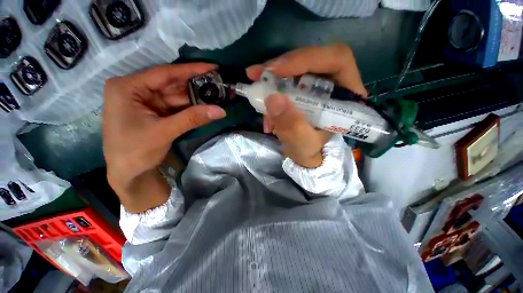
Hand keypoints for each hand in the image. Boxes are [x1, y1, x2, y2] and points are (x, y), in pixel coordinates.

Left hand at [102, 63, 225, 212]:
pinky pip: (175, 106)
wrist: (128, 174)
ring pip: (175, 95)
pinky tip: (204, 105)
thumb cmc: (135, 151)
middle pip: (171, 84)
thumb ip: (193, 118)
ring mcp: (144, 101)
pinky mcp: (153, 111)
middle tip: (218, 83)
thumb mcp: (165, 131)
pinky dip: (190, 107)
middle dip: (195, 85)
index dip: (191, 70)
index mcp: (127, 87)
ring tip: (216, 94)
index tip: (212, 67)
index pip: (164, 73)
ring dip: (195, 97)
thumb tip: (221, 111)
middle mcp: (135, 89)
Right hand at [246, 43, 366, 167]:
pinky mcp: (302, 87)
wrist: (303, 153)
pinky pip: (286, 78)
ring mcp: (317, 83)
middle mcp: (335, 84)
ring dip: (273, 76)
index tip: (276, 70)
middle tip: (256, 74)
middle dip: (283, 65)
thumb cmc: (309, 151)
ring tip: (256, 86)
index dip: (306, 59)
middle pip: (312, 59)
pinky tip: (262, 102)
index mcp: (347, 96)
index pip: (336, 60)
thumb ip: (292, 127)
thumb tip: (272, 98)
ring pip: (296, 67)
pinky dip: (271, 86)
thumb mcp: (302, 144)